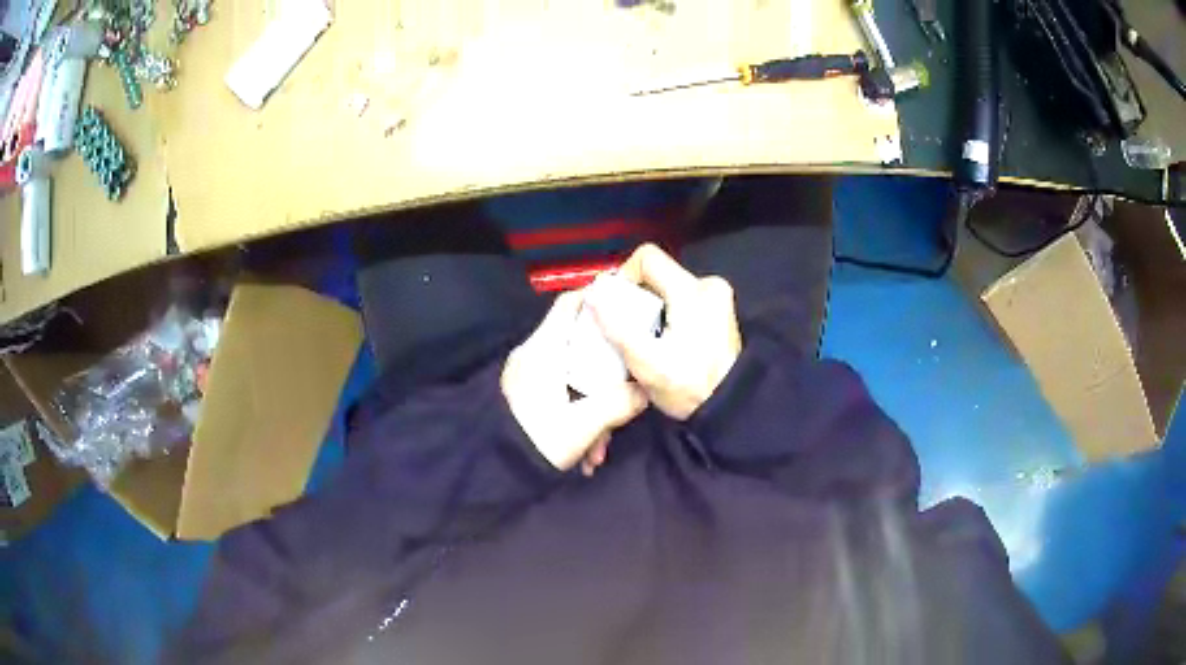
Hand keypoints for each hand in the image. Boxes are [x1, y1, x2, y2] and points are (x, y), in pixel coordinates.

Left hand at [502, 290, 647, 474]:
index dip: (598, 301)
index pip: (570, 304)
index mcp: (544, 349)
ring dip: (593, 407)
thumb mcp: (584, 425)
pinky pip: (559, 394)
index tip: (627, 314)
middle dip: (606, 375)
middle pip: (579, 345)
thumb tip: (645, 391)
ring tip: (599, 447)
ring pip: (573, 376)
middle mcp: (534, 355)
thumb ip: (619, 403)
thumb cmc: (537, 439)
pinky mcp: (524, 396)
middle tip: (624, 399)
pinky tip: (585, 452)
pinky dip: (576, 416)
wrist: (495, 472)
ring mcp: (527, 376)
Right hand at [590, 244, 740, 419]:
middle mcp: (710, 285)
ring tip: (643, 338)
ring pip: (669, 287)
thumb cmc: (690, 388)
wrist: (730, 409)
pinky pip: (683, 299)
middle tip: (625, 327)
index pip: (647, 257)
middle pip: (658, 274)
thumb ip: (615, 326)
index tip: (614, 305)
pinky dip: (667, 313)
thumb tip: (592, 294)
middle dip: (636, 297)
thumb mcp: (645, 362)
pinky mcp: (721, 312)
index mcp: (693, 290)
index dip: (624, 274)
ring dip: (651, 307)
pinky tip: (662, 341)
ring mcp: (719, 298)